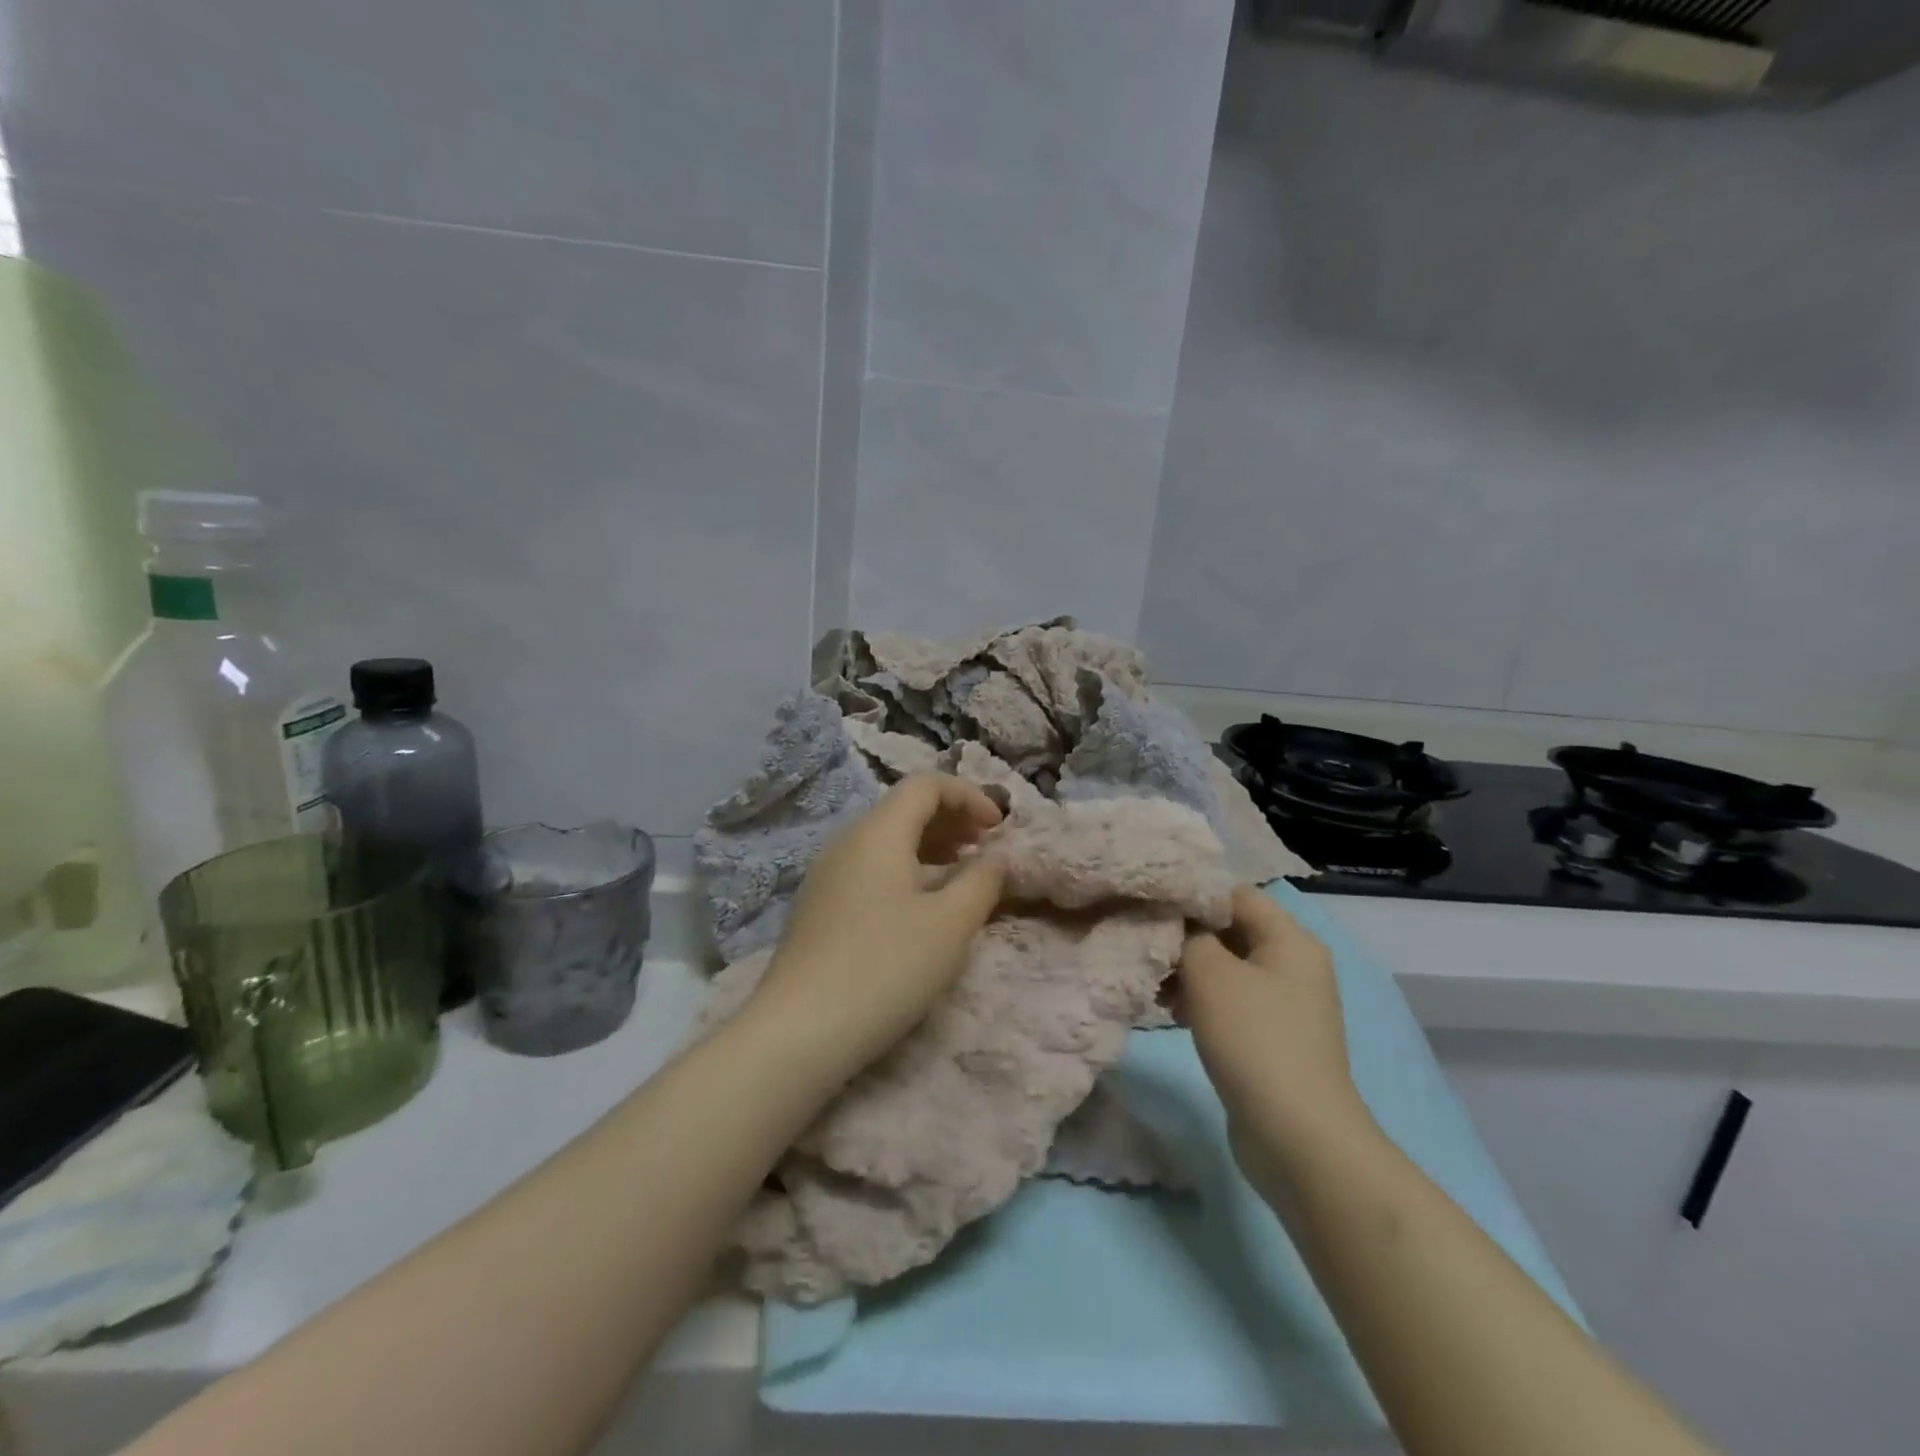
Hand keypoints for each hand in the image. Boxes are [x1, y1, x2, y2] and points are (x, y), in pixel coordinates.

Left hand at [742, 774, 1005, 1080]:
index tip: (1000, 827)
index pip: (925, 785)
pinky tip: (920, 906)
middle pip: (903, 808)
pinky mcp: (819, 907)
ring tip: (961, 872)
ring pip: (885, 840)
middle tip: (986, 846)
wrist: (799, 1032)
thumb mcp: (950, 925)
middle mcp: (847, 842)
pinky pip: (869, 868)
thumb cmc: (885, 968)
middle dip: (952, 818)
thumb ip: (982, 881)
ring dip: (930, 845)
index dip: (969, 795)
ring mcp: (827, 875)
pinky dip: (905, 870)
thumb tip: (997, 857)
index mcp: (877, 833)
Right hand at [1173, 886, 1376, 1187]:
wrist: (1298, 1137)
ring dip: (1188, 972)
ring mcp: (1286, 1004)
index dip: (1191, 895)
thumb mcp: (1210, 974)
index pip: (1234, 894)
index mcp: (1290, 939)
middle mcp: (1294, 964)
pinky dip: (1201, 1002)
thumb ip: (1188, 935)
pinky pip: (1231, 1002)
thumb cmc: (1254, 1040)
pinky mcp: (1273, 1038)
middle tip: (1145, 949)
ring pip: (1226, 968)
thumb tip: (1177, 923)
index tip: (1149, 907)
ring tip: (1154, 988)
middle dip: (1185, 938)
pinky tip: (1171, 1014)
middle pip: (1230, 930)